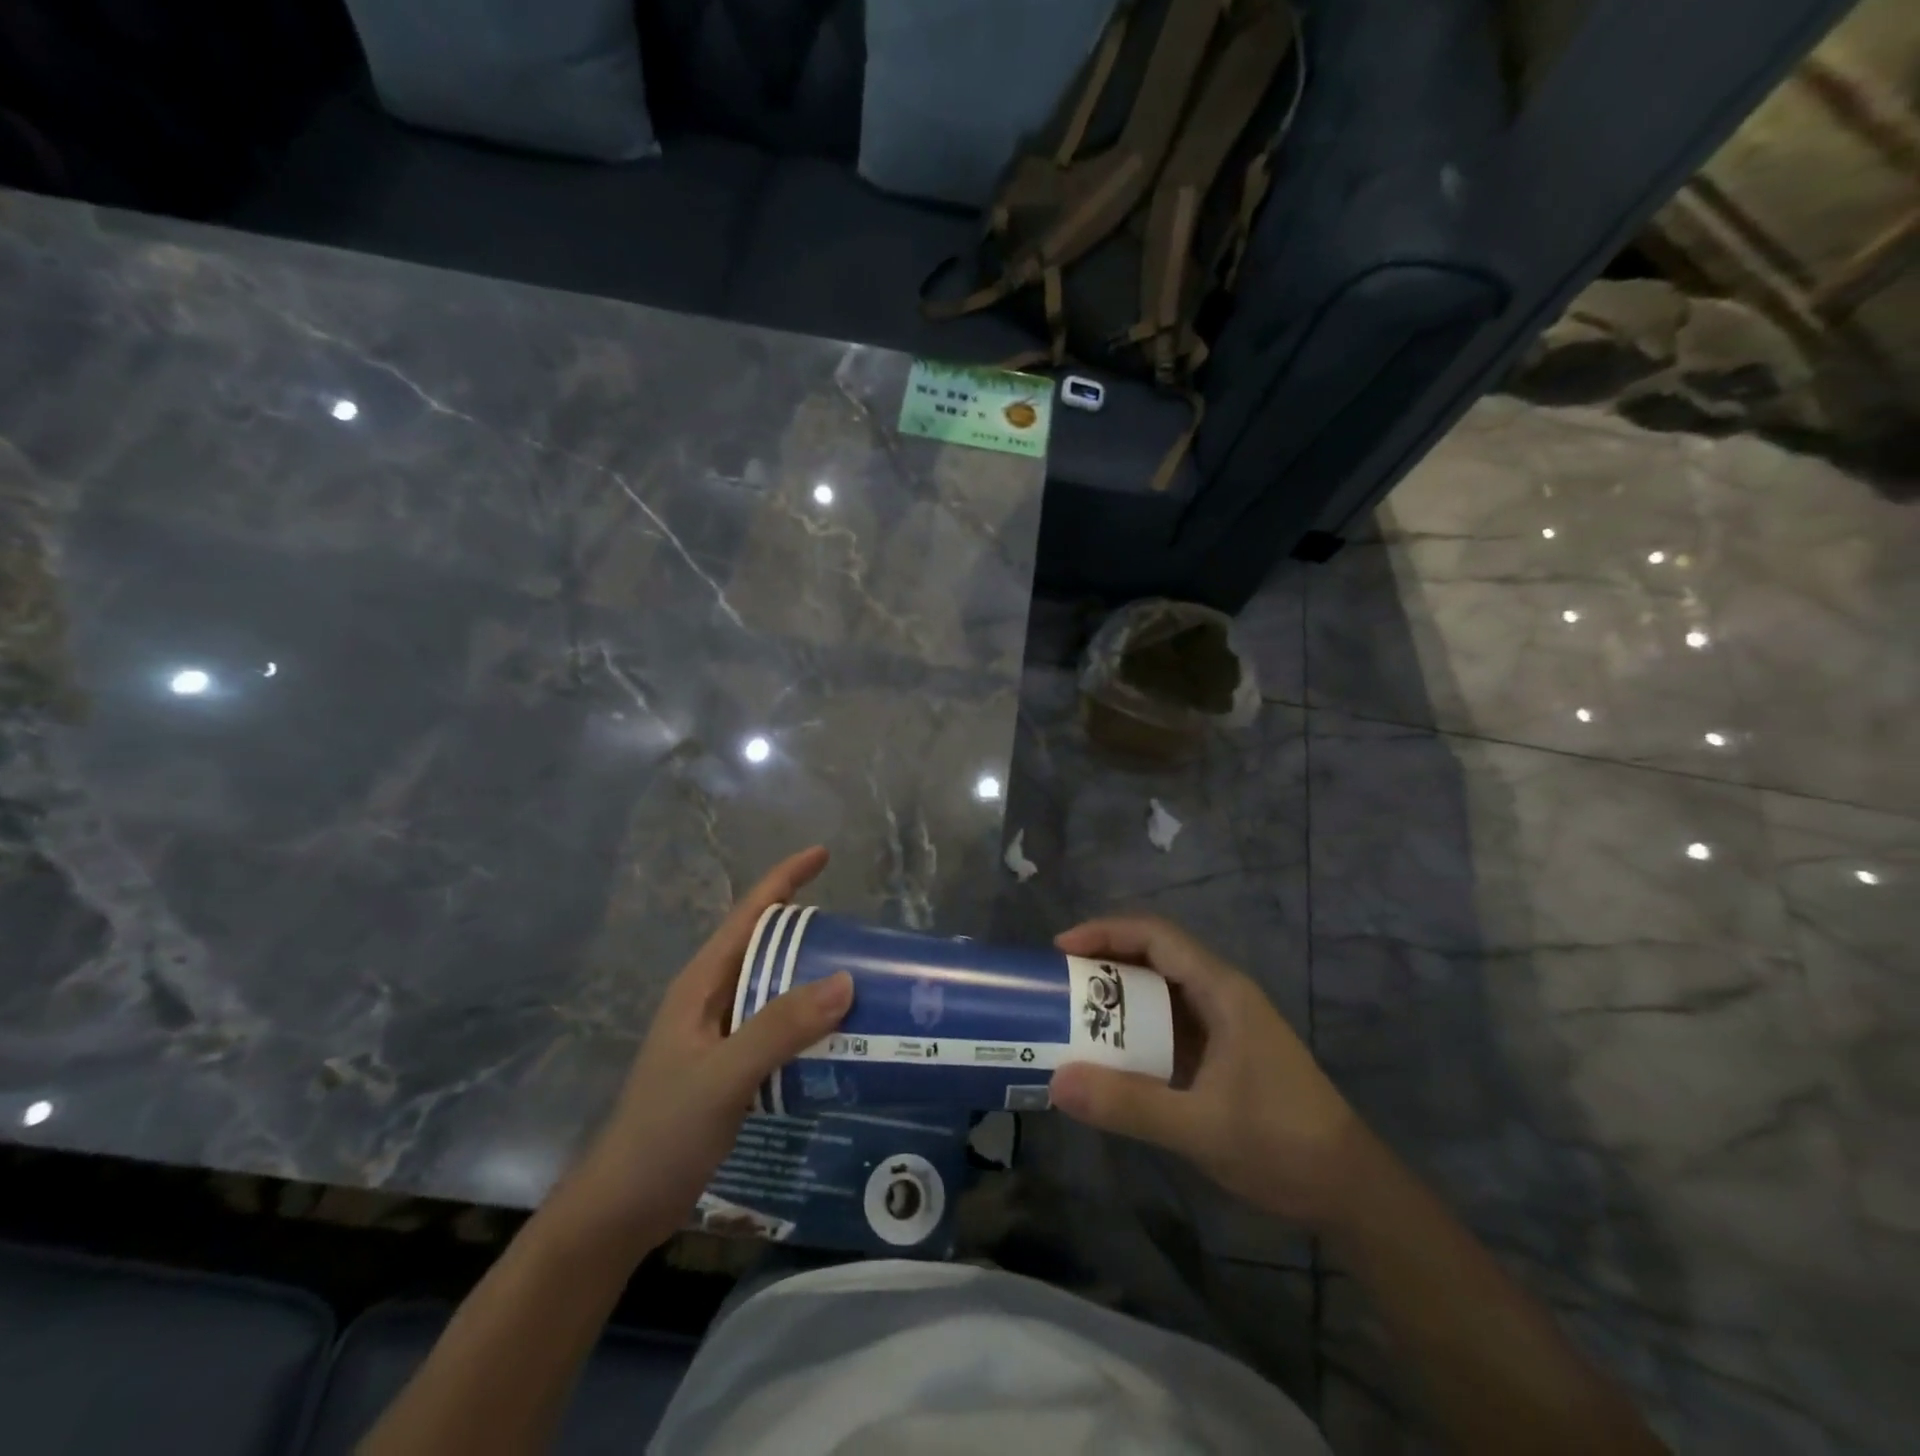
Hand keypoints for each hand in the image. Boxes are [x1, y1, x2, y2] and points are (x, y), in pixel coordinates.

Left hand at [559, 847, 852, 1253]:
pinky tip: (841, 1036)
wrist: (623, 1206)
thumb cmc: (663, 1131)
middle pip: (767, 946)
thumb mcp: (723, 1075)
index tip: (824, 853)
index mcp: (702, 983)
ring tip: (865, 978)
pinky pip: (780, 1027)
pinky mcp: (732, 1065)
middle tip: (864, 933)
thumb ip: (779, 1028)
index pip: (749, 914)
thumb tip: (846, 980)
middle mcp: (713, 998)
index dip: (784, 878)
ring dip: (815, 979)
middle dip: (811, 931)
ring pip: (777, 988)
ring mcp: (721, 1033)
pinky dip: (811, 1021)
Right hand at [1048, 916, 1362, 1229]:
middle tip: (1058, 983)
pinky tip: (1108, 1052)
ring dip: (1117, 996)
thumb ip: (1129, 1105)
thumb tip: (1056, 1082)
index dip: (1106, 932)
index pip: (1156, 936)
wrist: (1349, 1190)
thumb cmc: (1281, 1144)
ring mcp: (1222, 1023)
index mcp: (1221, 991)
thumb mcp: (1200, 1127)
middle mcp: (1220, 994)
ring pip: (1160, 990)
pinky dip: (1134, 1028)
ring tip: (1072, 1012)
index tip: (1062, 950)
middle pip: (1154, 956)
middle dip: (1104, 962)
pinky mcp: (1220, 1052)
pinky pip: (1167, 1024)